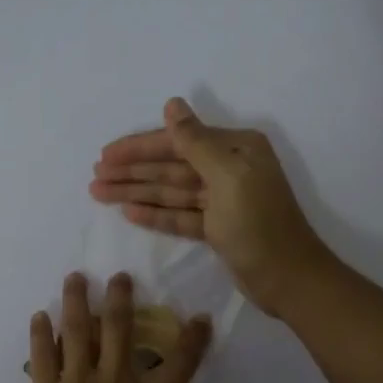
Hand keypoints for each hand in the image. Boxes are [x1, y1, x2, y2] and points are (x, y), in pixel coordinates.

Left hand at [16, 272, 260, 382]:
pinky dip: (40, 333)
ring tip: (75, 277)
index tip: (200, 317)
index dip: (194, 337)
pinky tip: (38, 316)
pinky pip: (42, 355)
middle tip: (119, 276)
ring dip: (76, 301)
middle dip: (121, 297)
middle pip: (120, 329)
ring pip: (78, 331)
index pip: (181, 361)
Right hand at [90, 98, 336, 317]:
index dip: (139, 148)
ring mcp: (222, 200)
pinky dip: (155, 214)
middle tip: (94, 176)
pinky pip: (180, 214)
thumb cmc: (258, 224)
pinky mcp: (217, 228)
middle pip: (171, 166)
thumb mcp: (227, 177)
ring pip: (171, 191)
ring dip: (136, 191)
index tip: (105, 155)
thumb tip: (172, 104)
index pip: (178, 142)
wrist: (288, 278)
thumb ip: (195, 141)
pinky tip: (128, 211)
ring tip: (99, 193)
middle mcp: (229, 168)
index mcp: (236, 149)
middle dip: (133, 171)